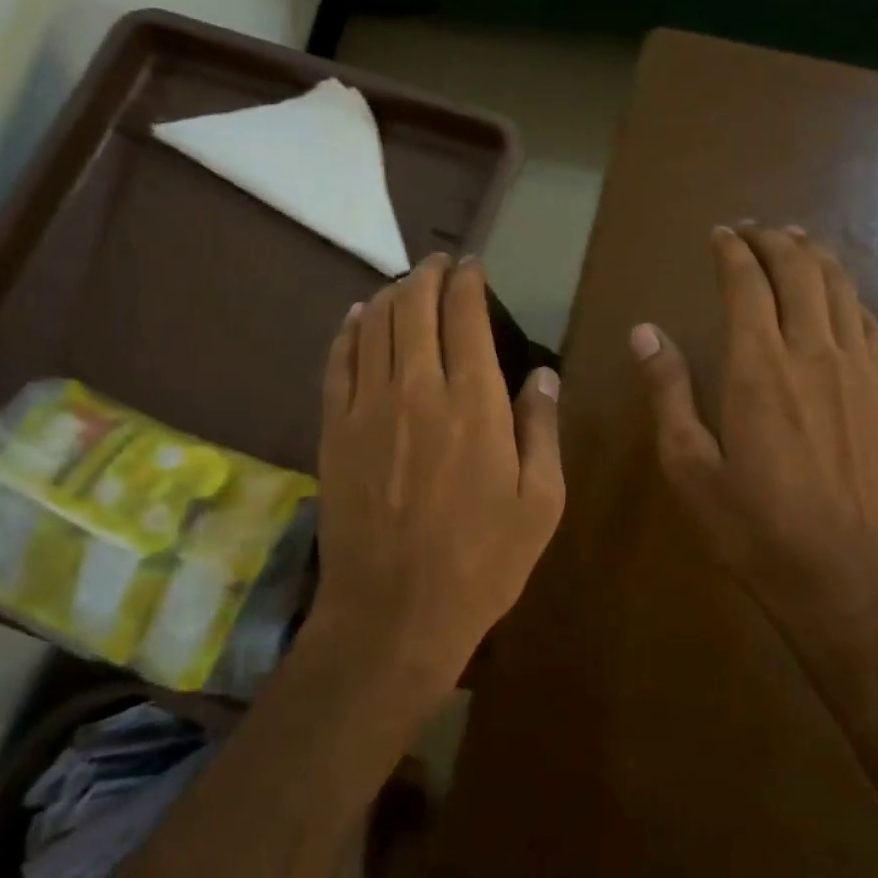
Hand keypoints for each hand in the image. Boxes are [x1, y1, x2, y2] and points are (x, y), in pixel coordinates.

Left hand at [310, 255, 564, 696]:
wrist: (393, 613)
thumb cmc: (482, 562)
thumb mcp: (541, 503)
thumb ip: (542, 429)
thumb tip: (543, 374)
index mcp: (475, 403)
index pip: (466, 315)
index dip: (468, 281)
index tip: (474, 266)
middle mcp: (417, 389)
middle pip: (415, 307)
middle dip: (429, 274)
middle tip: (440, 264)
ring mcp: (367, 407)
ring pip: (375, 325)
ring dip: (392, 294)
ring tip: (406, 284)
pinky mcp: (334, 430)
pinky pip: (338, 361)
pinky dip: (350, 330)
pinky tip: (359, 316)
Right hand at [631, 225, 877, 680]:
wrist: (849, 578)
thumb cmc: (754, 528)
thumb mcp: (689, 467)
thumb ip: (669, 392)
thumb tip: (645, 332)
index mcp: (758, 367)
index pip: (748, 283)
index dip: (732, 251)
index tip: (718, 234)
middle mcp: (813, 352)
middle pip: (799, 270)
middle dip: (773, 240)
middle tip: (751, 230)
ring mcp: (857, 369)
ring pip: (839, 287)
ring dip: (815, 255)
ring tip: (794, 240)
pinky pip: (868, 319)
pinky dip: (847, 291)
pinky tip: (837, 292)